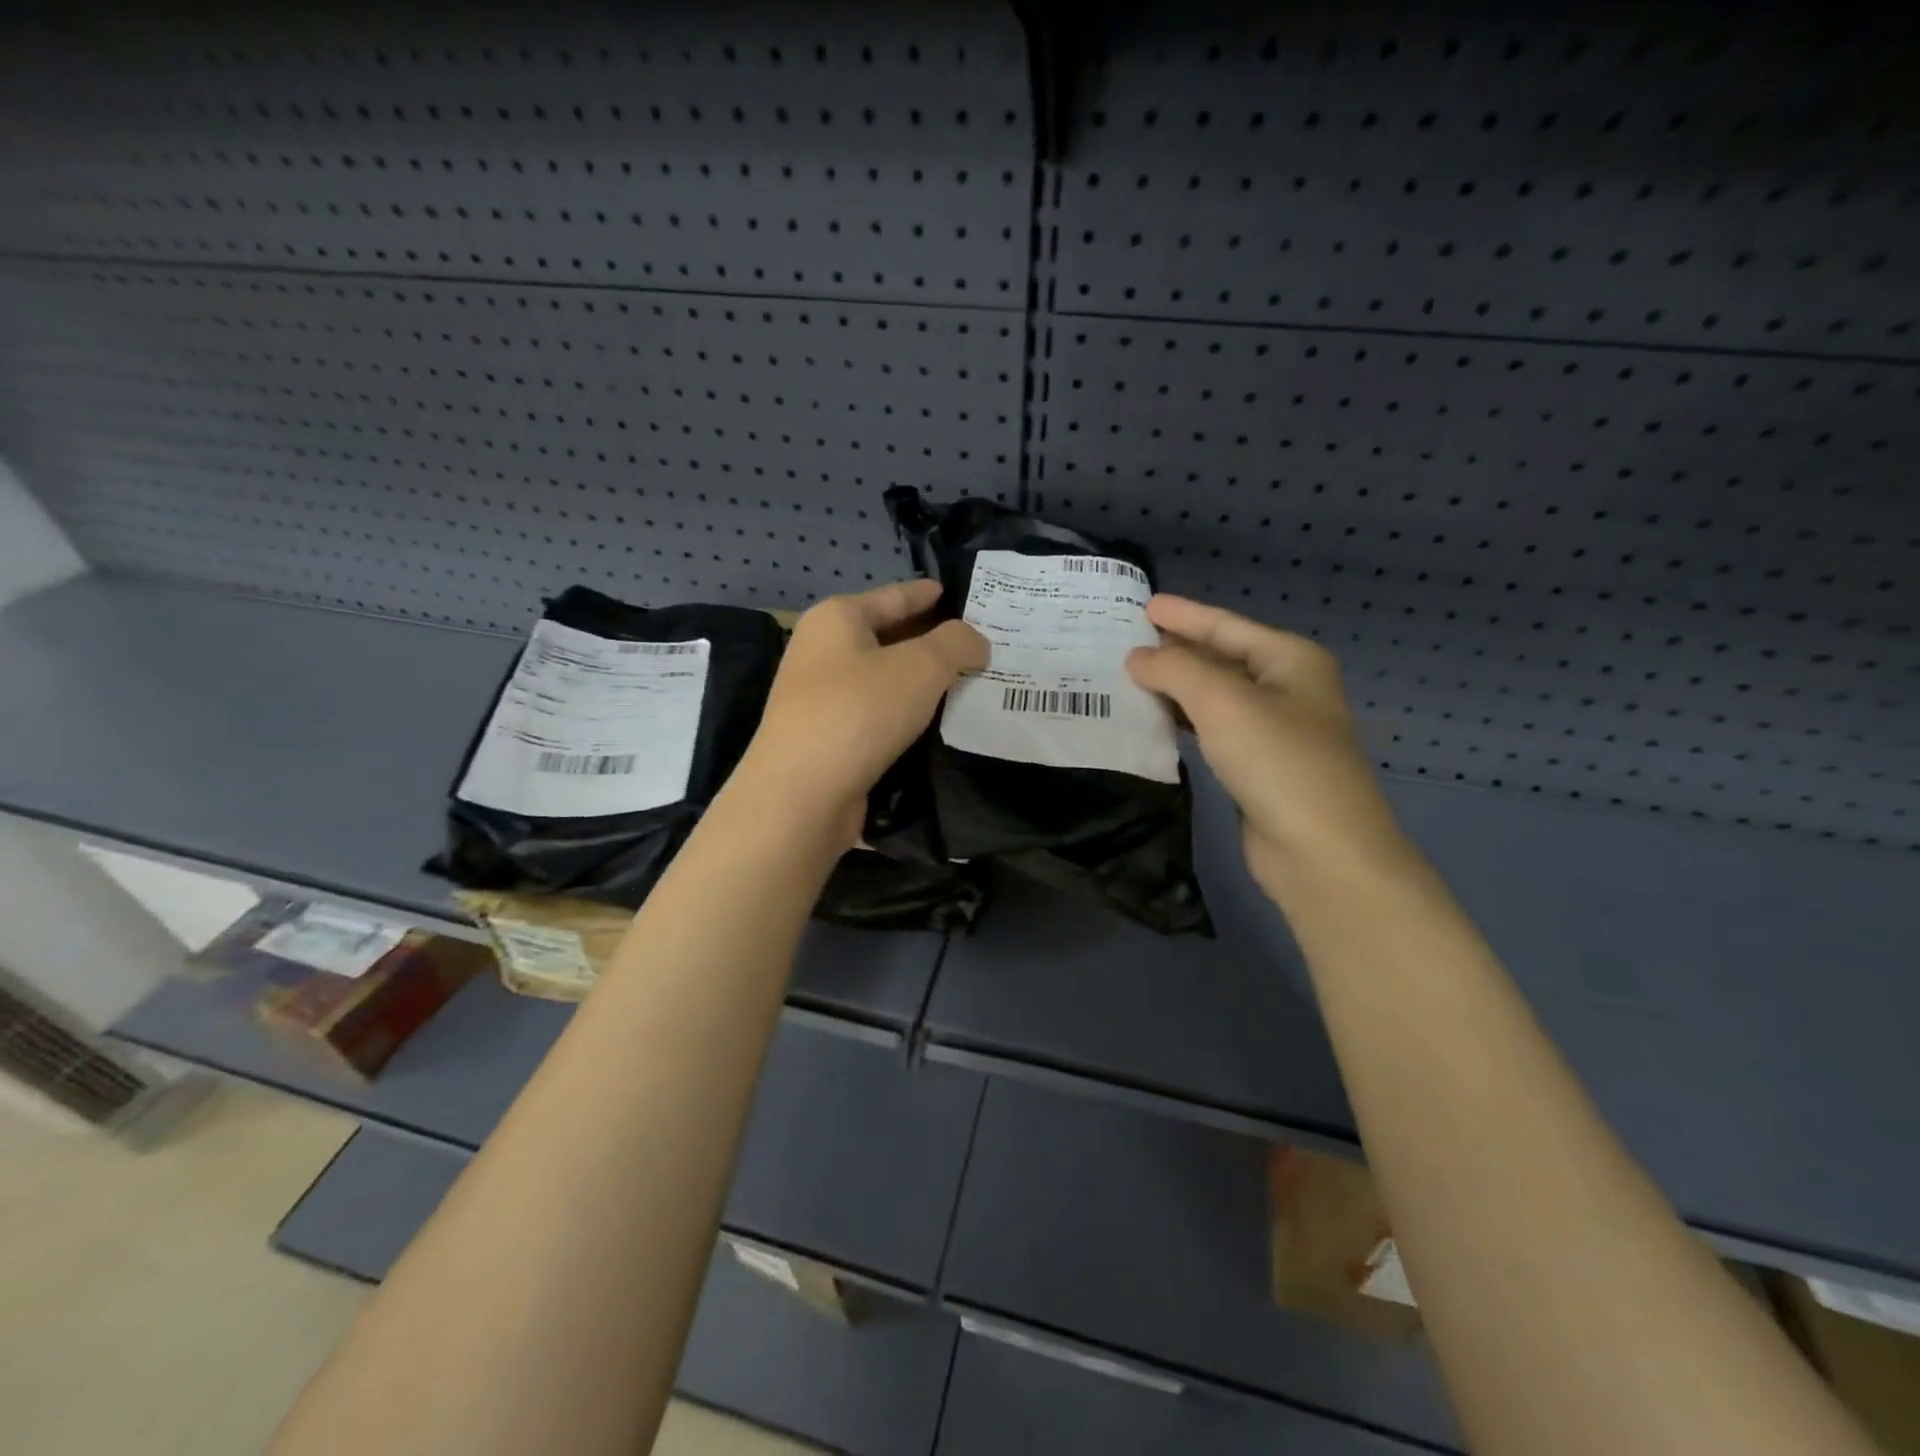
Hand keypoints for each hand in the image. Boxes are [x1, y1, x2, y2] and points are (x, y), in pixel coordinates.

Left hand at [734, 579, 986, 846]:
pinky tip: (939, 726)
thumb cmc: (859, 713)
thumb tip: (974, 643)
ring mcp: (821, 698)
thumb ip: (957, 644)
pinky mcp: (829, 739)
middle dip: (933, 642)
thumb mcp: (922, 666)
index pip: (895, 596)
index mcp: (837, 619)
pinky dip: (907, 717)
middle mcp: (823, 652)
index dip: (929, 594)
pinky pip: (878, 716)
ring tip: (970, 686)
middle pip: (889, 637)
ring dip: (923, 684)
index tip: (961, 595)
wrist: (801, 796)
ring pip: (885, 681)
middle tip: (981, 646)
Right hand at [1126, 594, 1407, 890]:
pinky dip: (1183, 720)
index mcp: (1290, 660)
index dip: (1184, 615)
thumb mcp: (1222, 701)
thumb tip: (1137, 657)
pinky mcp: (1257, 767)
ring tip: (1127, 677)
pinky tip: (1153, 719)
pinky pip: (1212, 730)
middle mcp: (1286, 688)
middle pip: (1221, 658)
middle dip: (1176, 650)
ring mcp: (1273, 730)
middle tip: (1124, 642)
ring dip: (1174, 687)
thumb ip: (1176, 670)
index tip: (1143, 606)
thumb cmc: (1277, 761)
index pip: (1226, 626)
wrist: (1320, 851)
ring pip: (1214, 696)